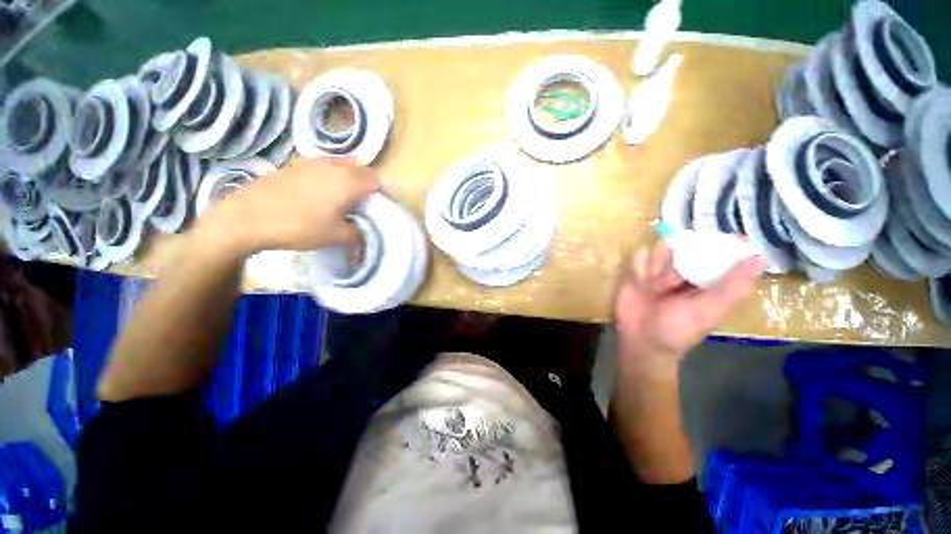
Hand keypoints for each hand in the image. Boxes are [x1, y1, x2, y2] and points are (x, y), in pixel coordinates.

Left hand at [199, 158, 378, 254]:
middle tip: (362, 205)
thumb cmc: (299, 226)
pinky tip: (319, 193)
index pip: (376, 181)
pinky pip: (324, 167)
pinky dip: (330, 177)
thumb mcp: (336, 237)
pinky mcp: (296, 165)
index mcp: (349, 181)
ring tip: (343, 199)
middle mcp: (335, 166)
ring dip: (349, 179)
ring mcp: (313, 162)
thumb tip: (365, 230)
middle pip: (361, 170)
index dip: (381, 195)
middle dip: (366, 185)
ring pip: (342, 166)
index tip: (378, 209)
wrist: (248, 216)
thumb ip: (358, 233)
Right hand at [613, 240, 764, 377]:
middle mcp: (686, 269)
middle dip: (679, 258)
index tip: (716, 241)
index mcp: (710, 279)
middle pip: (687, 243)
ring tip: (653, 286)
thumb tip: (760, 258)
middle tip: (673, 281)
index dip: (721, 242)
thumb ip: (732, 287)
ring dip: (656, 264)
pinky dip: (639, 267)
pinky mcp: (637, 269)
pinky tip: (639, 282)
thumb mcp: (708, 312)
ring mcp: (659, 267)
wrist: (638, 339)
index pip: (722, 250)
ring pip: (661, 247)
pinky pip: (639, 255)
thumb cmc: (677, 330)